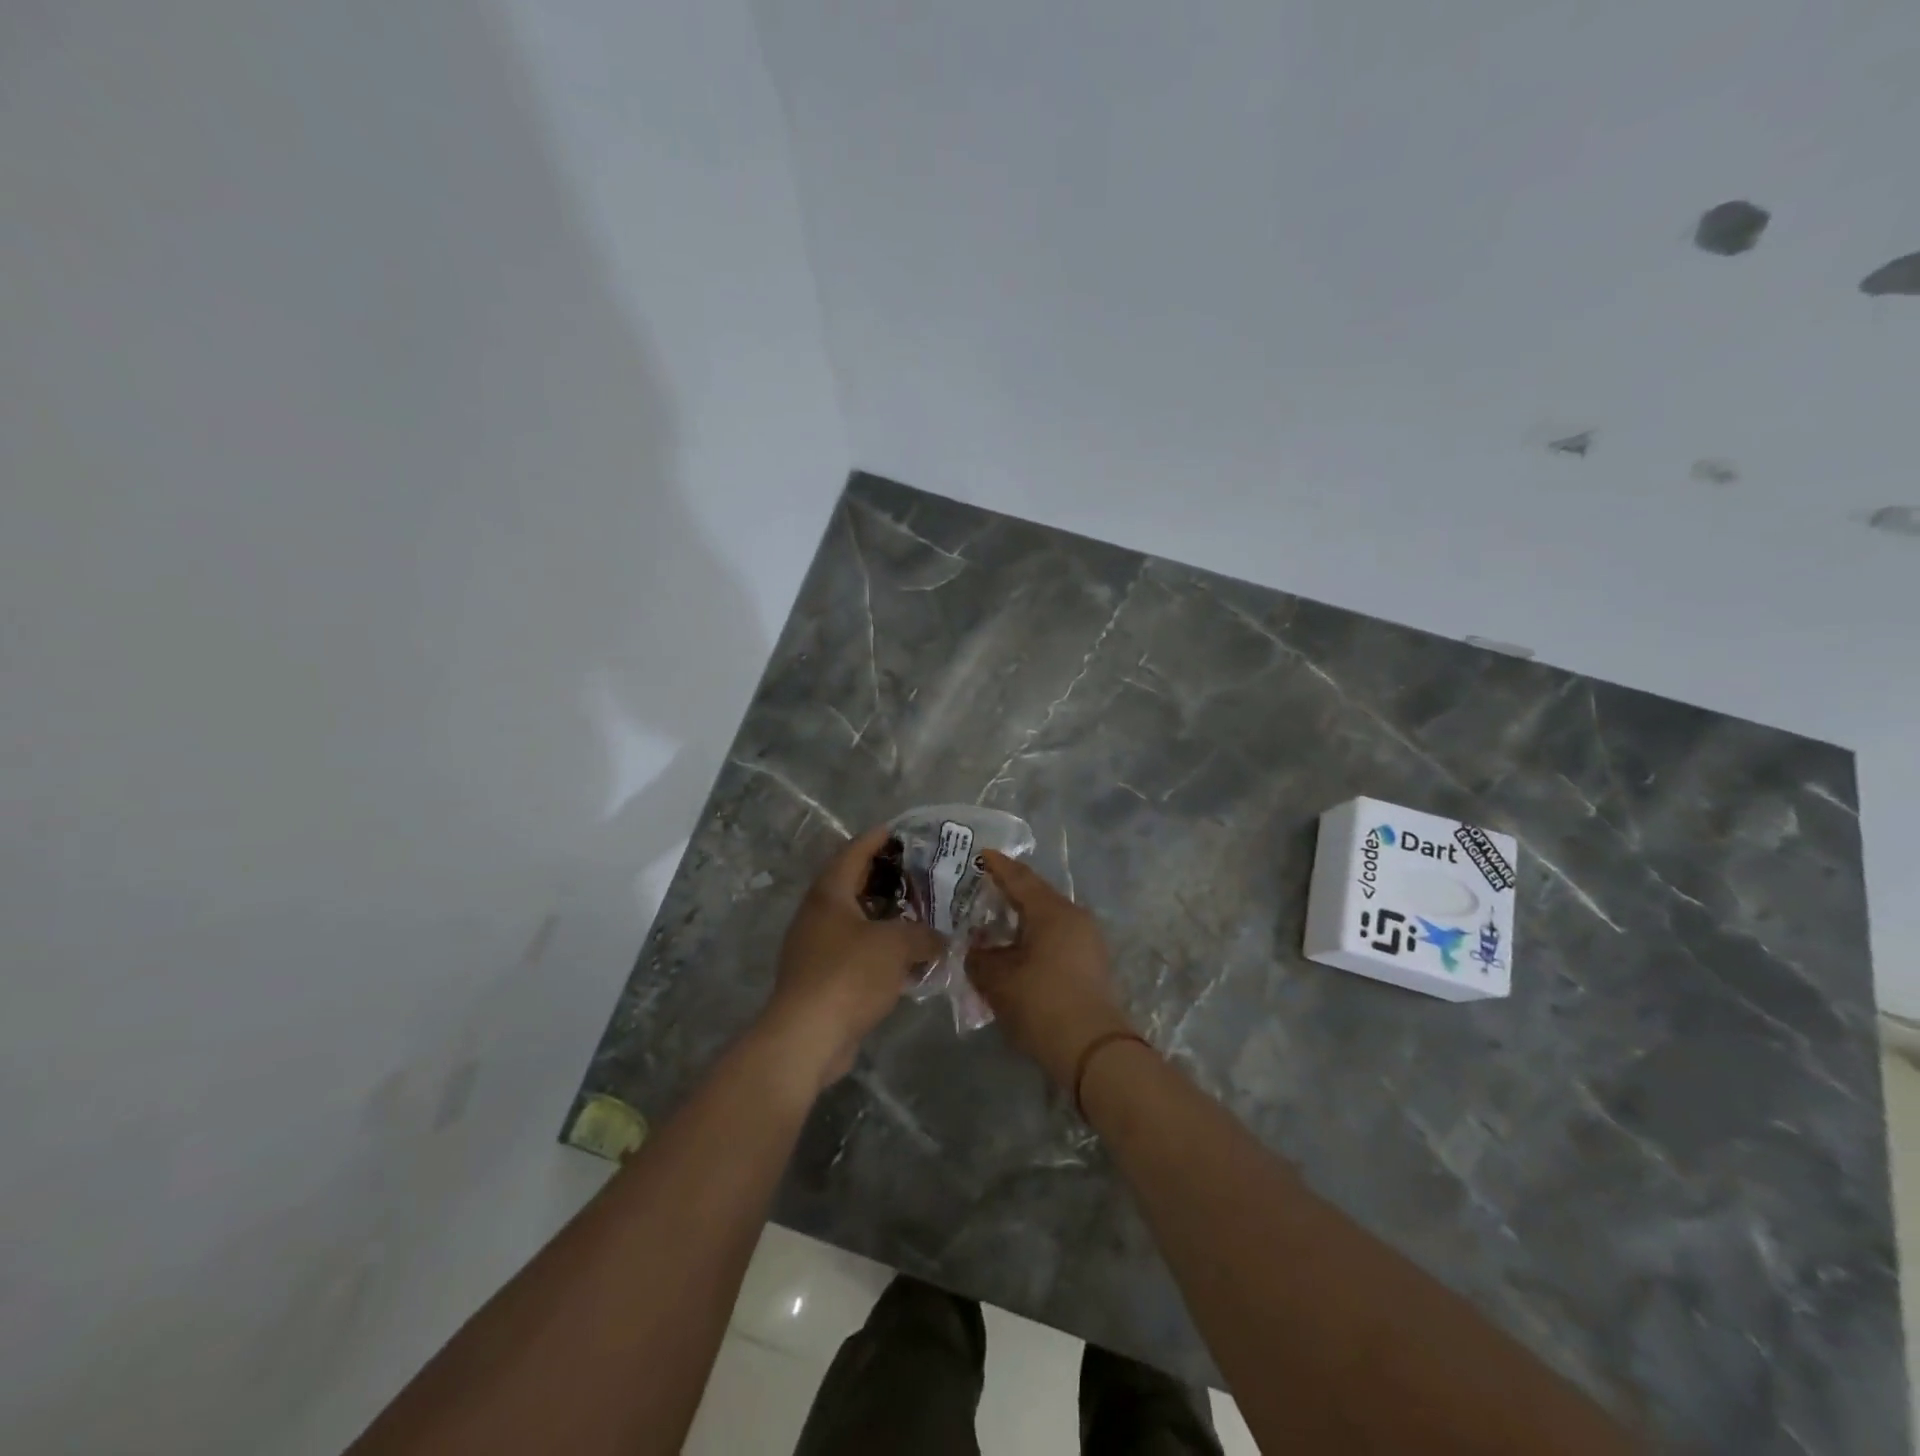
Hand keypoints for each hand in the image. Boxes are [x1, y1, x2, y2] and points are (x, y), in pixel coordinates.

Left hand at [760, 825, 943, 1090]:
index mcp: (830, 893)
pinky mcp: (822, 978)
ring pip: (856, 920)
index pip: (854, 852)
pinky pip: (856, 951)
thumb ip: (924, 934)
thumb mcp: (896, 944)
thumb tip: (940, 938)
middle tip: (920, 874)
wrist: (808, 1036)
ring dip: (885, 916)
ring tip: (919, 913)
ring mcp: (816, 947)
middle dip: (886, 878)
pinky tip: (907, 957)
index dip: (878, 839)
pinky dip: (880, 948)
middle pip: (854, 884)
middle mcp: (818, 914)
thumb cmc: (849, 974)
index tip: (902, 831)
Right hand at [966, 851, 1134, 1090]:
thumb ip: (979, 958)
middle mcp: (1074, 918)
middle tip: (983, 890)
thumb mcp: (997, 980)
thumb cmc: (1041, 1003)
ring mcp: (1088, 941)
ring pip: (1048, 920)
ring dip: (1022, 921)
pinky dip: (1035, 939)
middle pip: (1037, 897)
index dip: (998, 866)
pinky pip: (1057, 939)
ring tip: (996, 925)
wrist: (1091, 1050)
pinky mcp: (1092, 965)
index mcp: (1052, 911)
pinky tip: (1017, 952)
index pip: (1020, 879)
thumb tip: (975, 948)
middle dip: (1009, 893)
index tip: (982, 854)